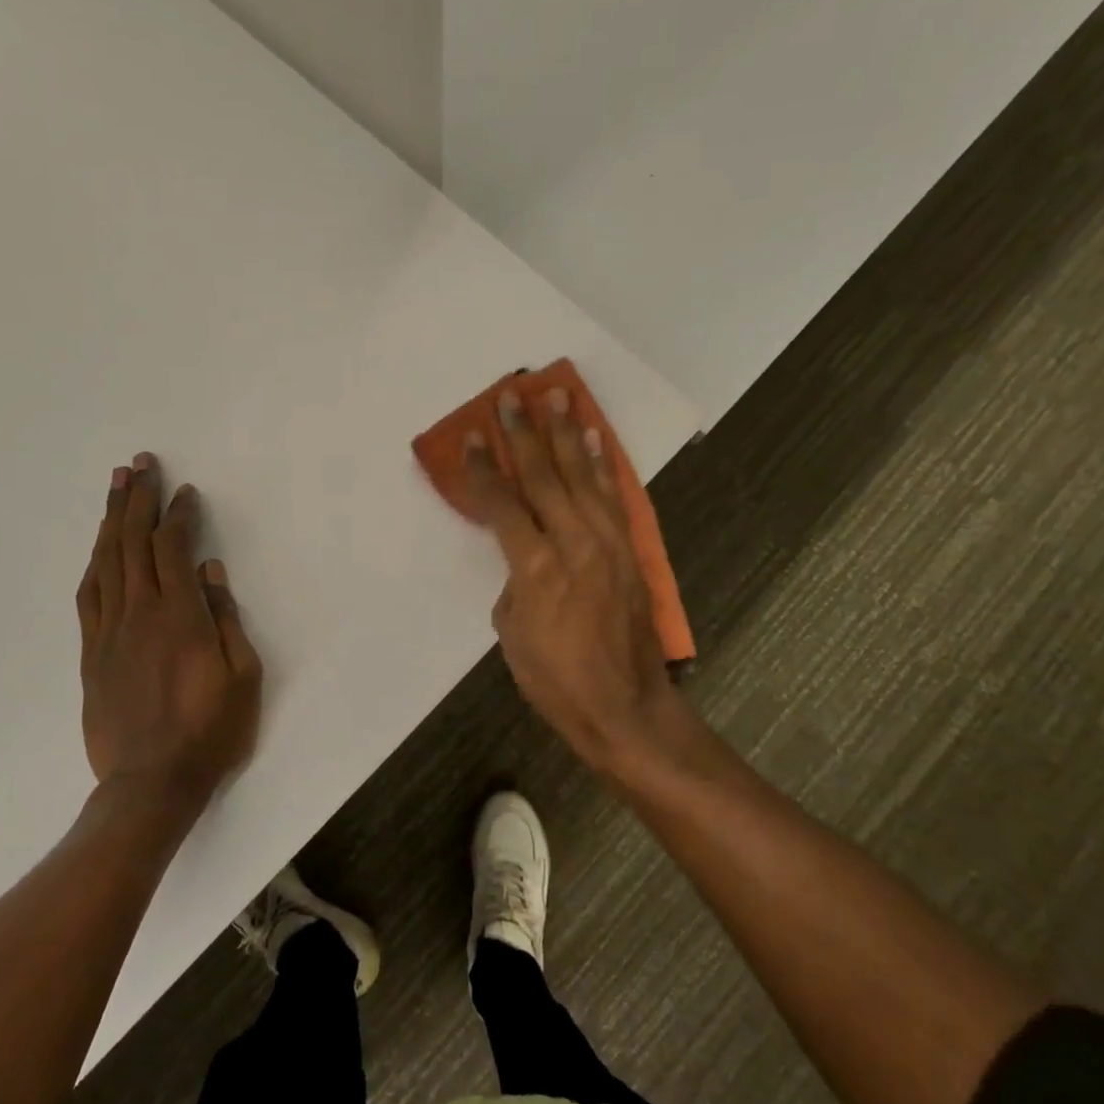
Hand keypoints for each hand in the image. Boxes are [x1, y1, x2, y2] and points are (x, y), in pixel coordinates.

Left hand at [78, 453, 262, 814]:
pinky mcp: (91, 653)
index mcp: (180, 616)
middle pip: (133, 542)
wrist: (151, 784)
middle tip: (140, 464)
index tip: (185, 492)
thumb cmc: (210, 730)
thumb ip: (225, 617)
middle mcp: (140, 613)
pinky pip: (88, 596)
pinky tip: (99, 546)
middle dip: (138, 499)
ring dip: (111, 519)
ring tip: (116, 486)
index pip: (173, 548)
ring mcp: (109, 632)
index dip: (178, 514)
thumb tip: (210, 569)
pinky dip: (94, 563)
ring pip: (106, 562)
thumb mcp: (242, 675)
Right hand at [466, 388, 686, 777]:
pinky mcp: (629, 550)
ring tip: (557, 395)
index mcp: (535, 568)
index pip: (502, 504)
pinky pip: (612, 496)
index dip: (485, 468)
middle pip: (543, 476)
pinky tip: (594, 438)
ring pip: (581, 476)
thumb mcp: (512, 636)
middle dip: (524, 433)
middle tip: (511, 395)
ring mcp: (607, 543)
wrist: (625, 707)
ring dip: (566, 433)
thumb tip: (525, 561)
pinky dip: (601, 464)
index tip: (474, 434)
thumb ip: (514, 586)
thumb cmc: (556, 680)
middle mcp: (573, 543)